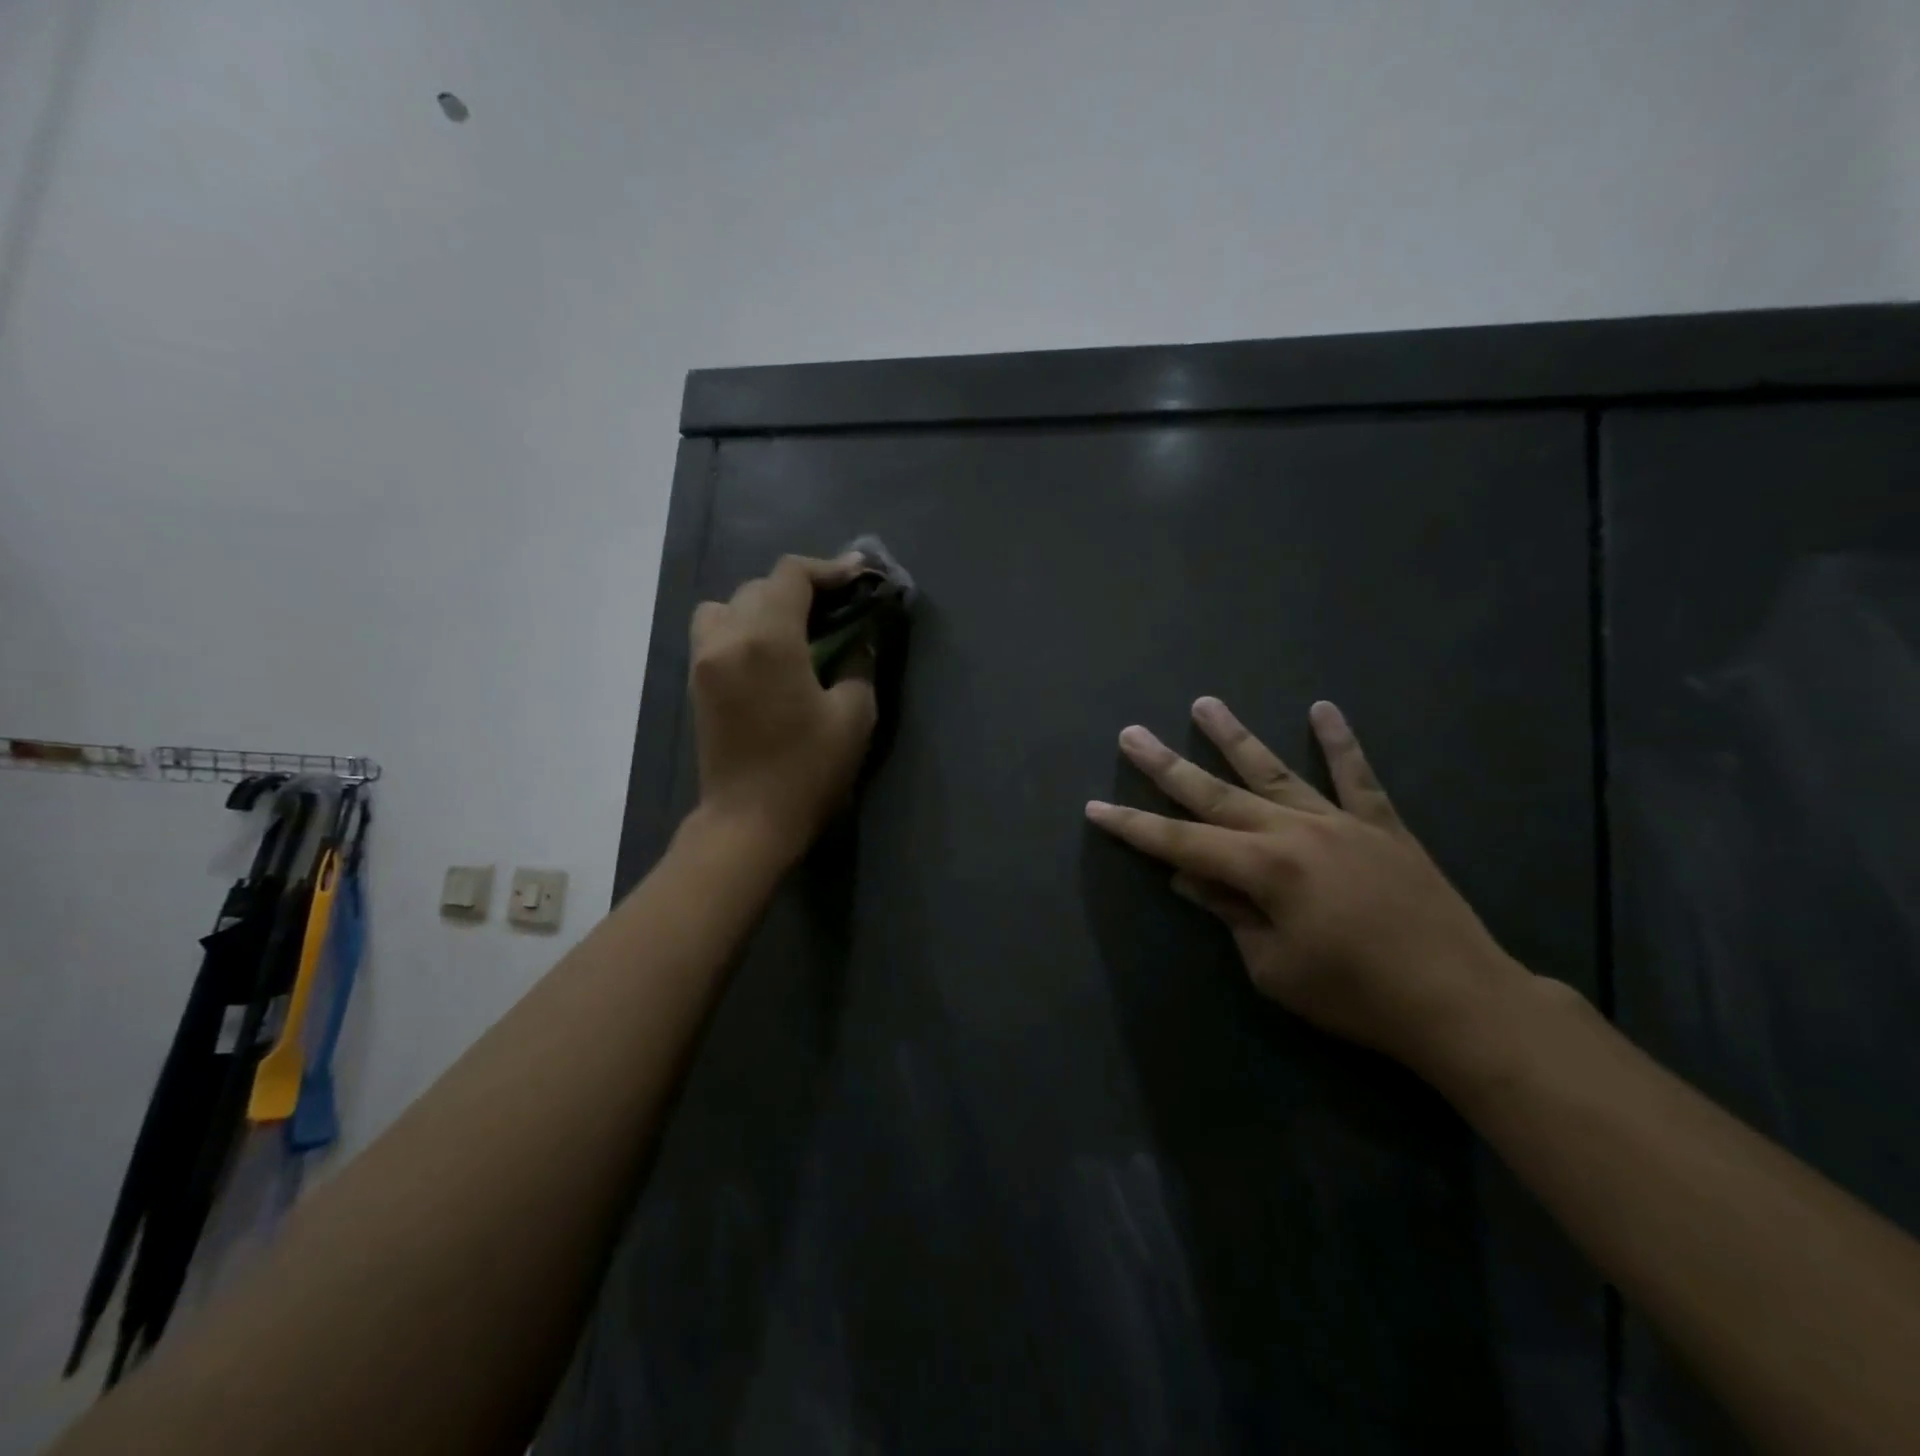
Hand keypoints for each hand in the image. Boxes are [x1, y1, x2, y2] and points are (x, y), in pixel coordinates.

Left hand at [689, 554, 877, 859]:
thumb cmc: (806, 771)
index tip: (859, 577)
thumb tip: (858, 641)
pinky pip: (715, 631)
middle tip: (837, 608)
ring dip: (763, 606)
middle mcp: (728, 637)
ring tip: (794, 631)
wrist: (748, 822)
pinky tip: (769, 655)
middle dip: (801, 589)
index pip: (792, 576)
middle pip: (761, 586)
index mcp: (768, 639)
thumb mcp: (853, 717)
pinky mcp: (697, 682)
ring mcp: (705, 659)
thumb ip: (858, 665)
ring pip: (729, 605)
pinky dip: (741, 627)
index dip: (829, 569)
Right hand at [1086, 697, 1531, 1079]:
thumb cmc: (1356, 996)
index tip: (1096, 807)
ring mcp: (1340, 822)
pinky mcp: (1382, 826)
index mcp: (1264, 870)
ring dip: (1234, 737)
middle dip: (1166, 766)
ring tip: (1204, 703)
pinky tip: (1322, 709)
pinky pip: (1357, 776)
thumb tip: (1191, 879)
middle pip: (1215, 793)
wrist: (1460, 1003)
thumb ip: (1231, 914)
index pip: (1181, 844)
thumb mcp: (1274, 968)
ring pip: (1274, 771)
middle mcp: (1294, 832)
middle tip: (1132, 735)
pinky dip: (1340, 742)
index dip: (1135, 826)